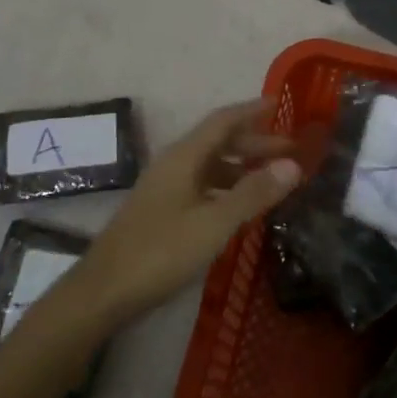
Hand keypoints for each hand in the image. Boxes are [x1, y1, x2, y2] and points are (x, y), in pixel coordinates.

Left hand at [78, 99, 299, 325]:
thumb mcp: (214, 223)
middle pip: (218, 142)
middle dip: (254, 143)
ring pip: (210, 167)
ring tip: (274, 179)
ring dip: (242, 167)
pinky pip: (202, 187)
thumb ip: (253, 193)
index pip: (222, 121)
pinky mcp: (162, 212)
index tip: (280, 104)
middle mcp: (174, 165)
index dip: (251, 111)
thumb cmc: (160, 252)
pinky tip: (241, 207)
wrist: (103, 293)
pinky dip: (227, 188)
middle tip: (290, 150)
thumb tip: (293, 164)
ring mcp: (165, 189)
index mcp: (184, 157)